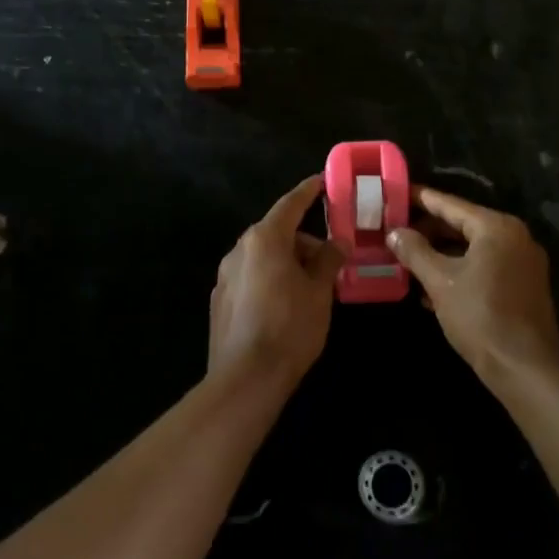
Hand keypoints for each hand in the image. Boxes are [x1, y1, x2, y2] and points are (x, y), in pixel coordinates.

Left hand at [209, 176, 342, 385]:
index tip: (323, 181)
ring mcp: (225, 275)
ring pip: (263, 257)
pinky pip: (251, 277)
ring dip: (288, 263)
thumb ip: (329, 260)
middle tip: (331, 260)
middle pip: (277, 233)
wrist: (246, 378)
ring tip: (313, 288)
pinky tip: (286, 306)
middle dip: (304, 242)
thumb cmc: (290, 327)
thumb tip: (338, 242)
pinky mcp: (220, 300)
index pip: (291, 204)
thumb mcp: (319, 292)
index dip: (309, 192)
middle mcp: (240, 249)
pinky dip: (271, 279)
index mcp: (264, 239)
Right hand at [388, 188, 558, 382]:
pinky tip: (431, 286)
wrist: (524, 369)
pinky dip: (460, 269)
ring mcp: (522, 262)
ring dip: (441, 252)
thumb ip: (415, 251)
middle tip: (395, 230)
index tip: (395, 193)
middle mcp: (515, 237)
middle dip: (428, 229)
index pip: (450, 204)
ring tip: (407, 258)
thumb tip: (395, 232)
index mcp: (496, 228)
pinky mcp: (524, 285)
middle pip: (463, 224)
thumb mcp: (440, 281)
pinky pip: (485, 265)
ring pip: (473, 247)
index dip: (420, 198)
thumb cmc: (480, 317)